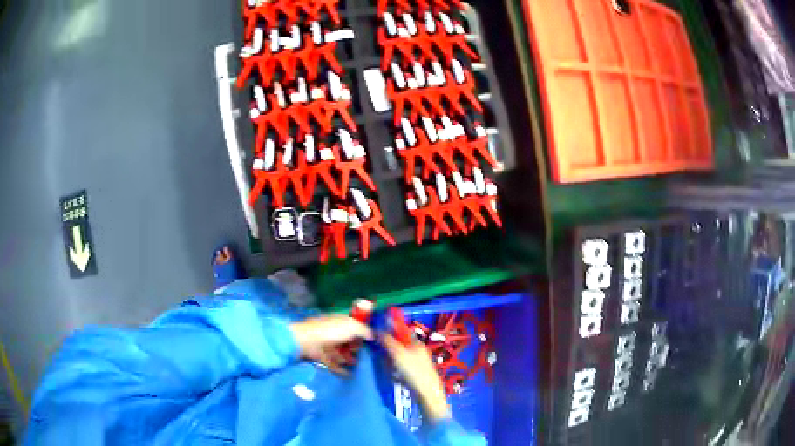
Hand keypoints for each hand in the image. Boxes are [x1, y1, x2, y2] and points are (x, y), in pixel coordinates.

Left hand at [290, 315, 372, 374]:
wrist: (306, 341)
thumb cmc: (330, 331)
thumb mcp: (351, 326)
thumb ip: (364, 330)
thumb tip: (372, 335)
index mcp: (339, 322)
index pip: (353, 326)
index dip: (362, 332)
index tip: (371, 341)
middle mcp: (333, 332)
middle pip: (347, 340)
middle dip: (356, 347)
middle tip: (364, 354)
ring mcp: (326, 344)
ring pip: (340, 352)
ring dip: (348, 359)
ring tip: (357, 365)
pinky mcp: (321, 356)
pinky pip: (333, 363)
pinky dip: (340, 369)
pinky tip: (349, 375)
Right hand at [381, 334, 450, 422]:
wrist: (427, 393)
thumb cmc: (413, 371)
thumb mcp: (398, 353)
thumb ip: (388, 341)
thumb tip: (378, 331)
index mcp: (416, 343)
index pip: (401, 333)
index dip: (389, 333)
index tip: (377, 337)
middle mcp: (418, 351)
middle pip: (398, 346)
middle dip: (388, 350)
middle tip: (380, 355)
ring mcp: (417, 363)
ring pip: (398, 358)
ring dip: (390, 362)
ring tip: (387, 368)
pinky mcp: (415, 374)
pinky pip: (401, 369)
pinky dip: (395, 371)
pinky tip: (393, 376)